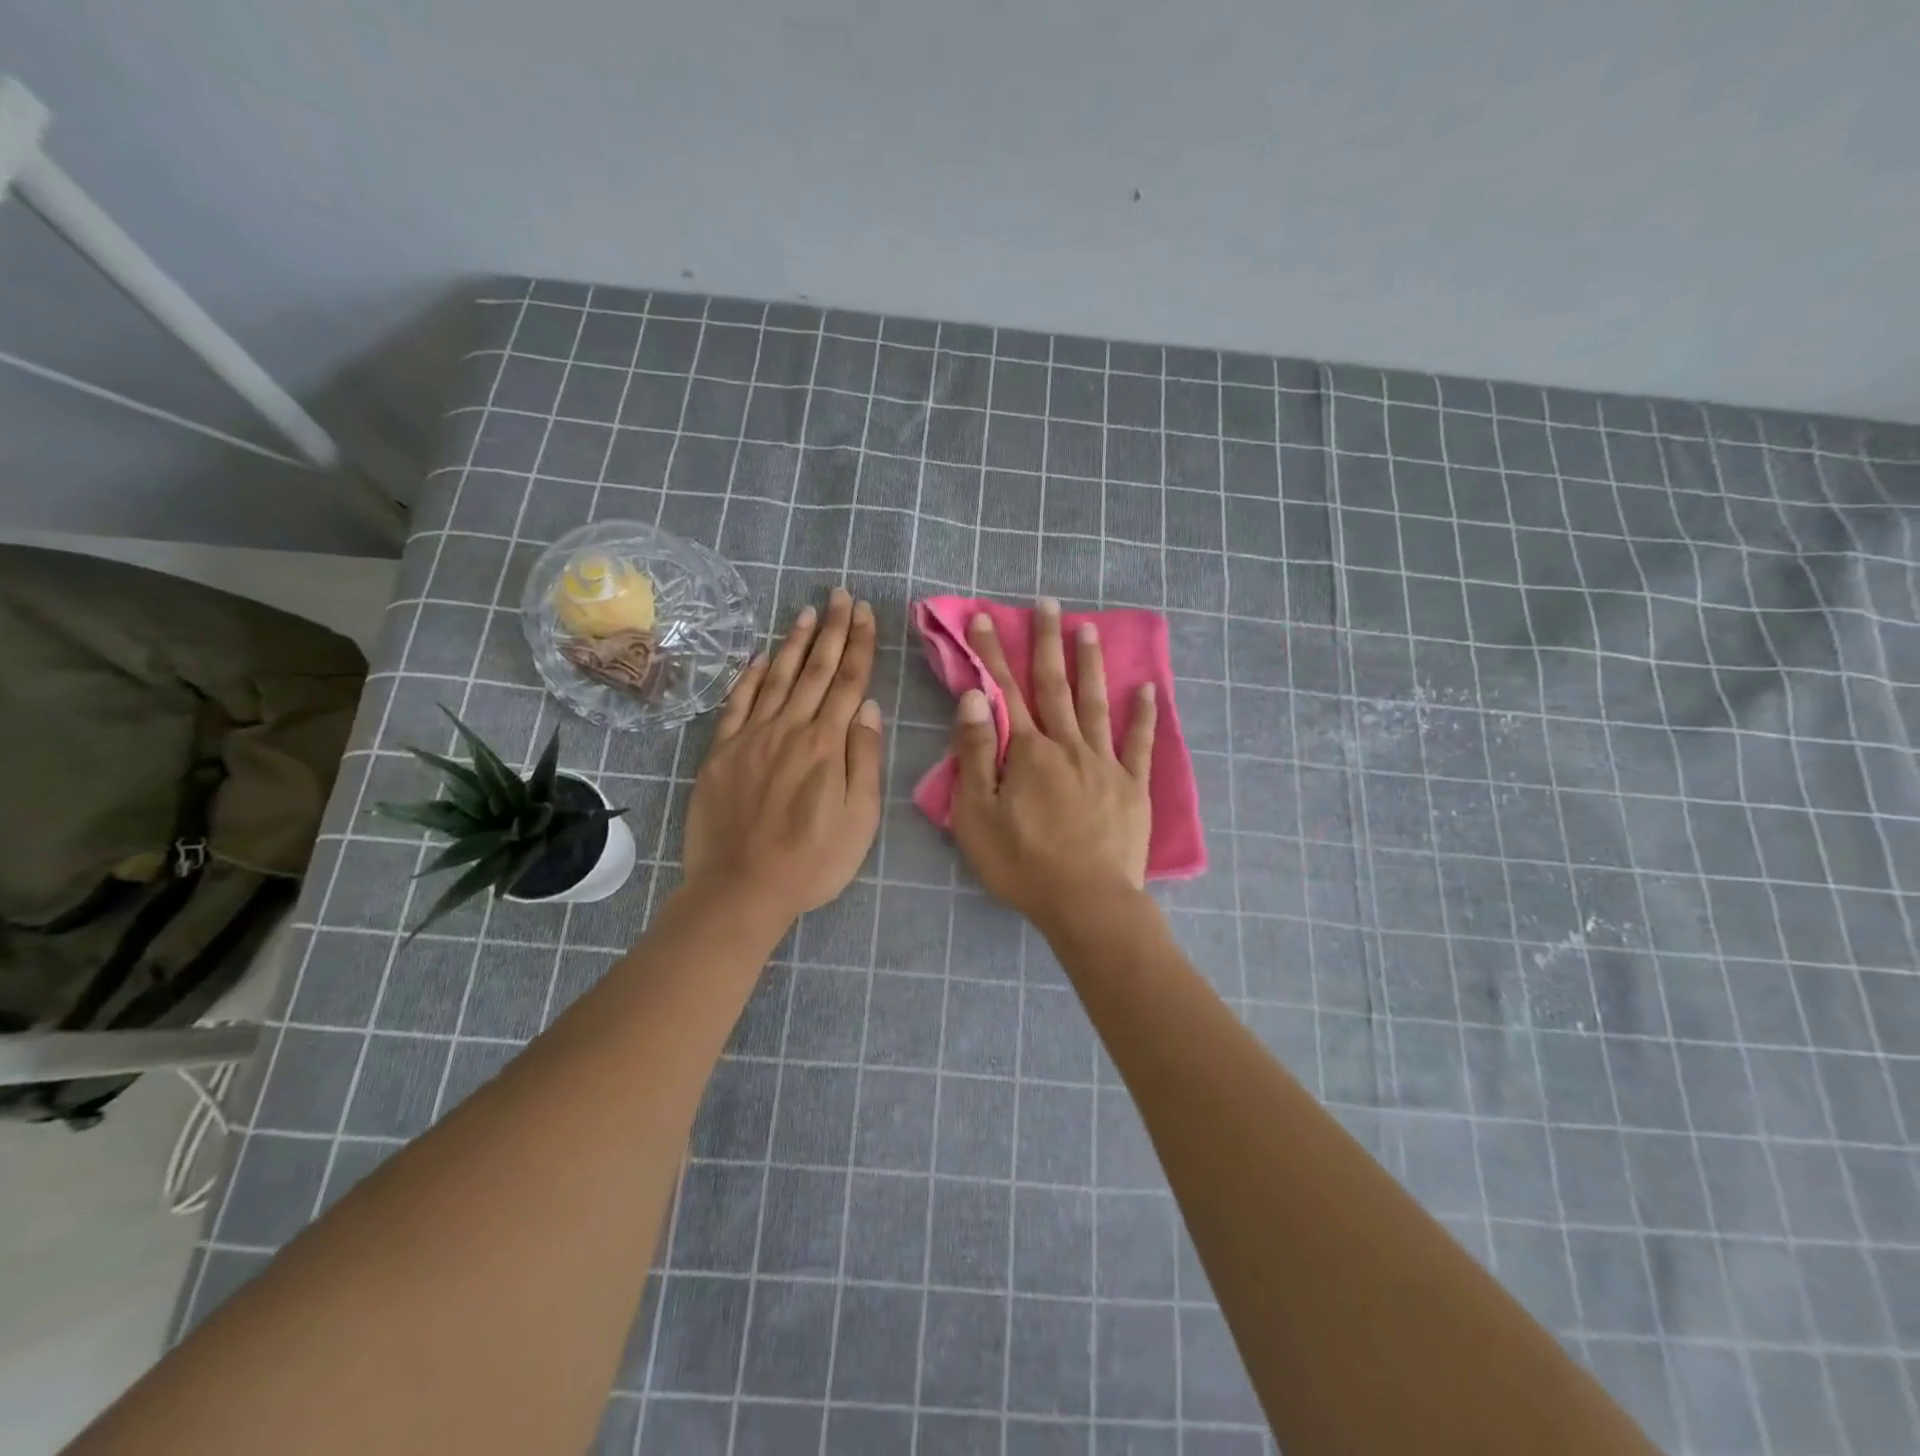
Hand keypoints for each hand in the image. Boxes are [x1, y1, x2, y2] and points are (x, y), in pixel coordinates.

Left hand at [682, 588, 883, 923]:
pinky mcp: (721, 752)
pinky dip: (749, 676)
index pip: (847, 681)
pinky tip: (760, 657)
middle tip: (839, 595)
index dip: (858, 644)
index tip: (864, 612)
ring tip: (807, 611)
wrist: (740, 889)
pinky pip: (737, 704)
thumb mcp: (859, 819)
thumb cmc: (812, 861)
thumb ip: (863, 759)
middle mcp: (789, 729)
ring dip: (793, 642)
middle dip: (831, 629)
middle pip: (815, 670)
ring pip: (777, 678)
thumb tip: (868, 707)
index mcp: (826, 745)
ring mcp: (751, 738)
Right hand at [948, 599, 1155, 931]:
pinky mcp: (1133, 786)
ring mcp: (1105, 763)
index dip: (993, 653)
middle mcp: (1068, 745)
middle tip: (1049, 603)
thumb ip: (977, 752)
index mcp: (1028, 752)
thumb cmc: (1023, 865)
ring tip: (1089, 628)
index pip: (1006, 691)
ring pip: (1096, 703)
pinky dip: (1144, 714)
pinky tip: (1148, 688)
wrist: (1087, 904)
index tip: (986, 618)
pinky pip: (1139, 743)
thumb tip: (975, 696)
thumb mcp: (978, 815)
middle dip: (1047, 642)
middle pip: (1054, 685)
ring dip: (1090, 664)